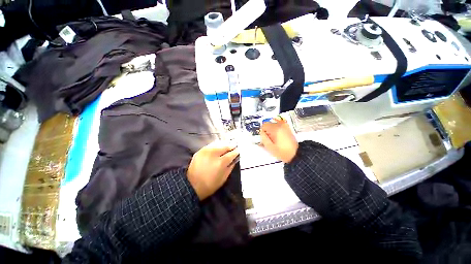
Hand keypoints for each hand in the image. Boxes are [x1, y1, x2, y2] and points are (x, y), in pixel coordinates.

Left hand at [187, 141, 238, 199]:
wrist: (192, 185)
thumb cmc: (210, 185)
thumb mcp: (223, 178)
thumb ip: (230, 167)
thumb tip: (234, 159)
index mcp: (221, 162)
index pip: (231, 154)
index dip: (236, 152)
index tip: (238, 151)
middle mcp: (213, 154)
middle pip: (225, 146)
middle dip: (230, 146)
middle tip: (234, 147)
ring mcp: (206, 151)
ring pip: (218, 144)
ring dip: (224, 145)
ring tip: (227, 147)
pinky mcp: (200, 151)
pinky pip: (211, 146)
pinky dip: (216, 146)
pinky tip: (218, 148)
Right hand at [260, 117, 298, 162]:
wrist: (296, 154)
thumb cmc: (282, 152)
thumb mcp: (270, 147)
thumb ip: (263, 138)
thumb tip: (261, 132)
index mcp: (276, 129)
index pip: (264, 125)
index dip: (262, 131)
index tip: (263, 137)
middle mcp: (281, 125)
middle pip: (268, 124)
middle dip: (266, 131)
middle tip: (268, 140)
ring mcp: (285, 126)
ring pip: (273, 125)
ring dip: (271, 131)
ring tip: (274, 140)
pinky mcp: (287, 128)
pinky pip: (278, 126)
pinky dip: (276, 130)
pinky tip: (277, 138)